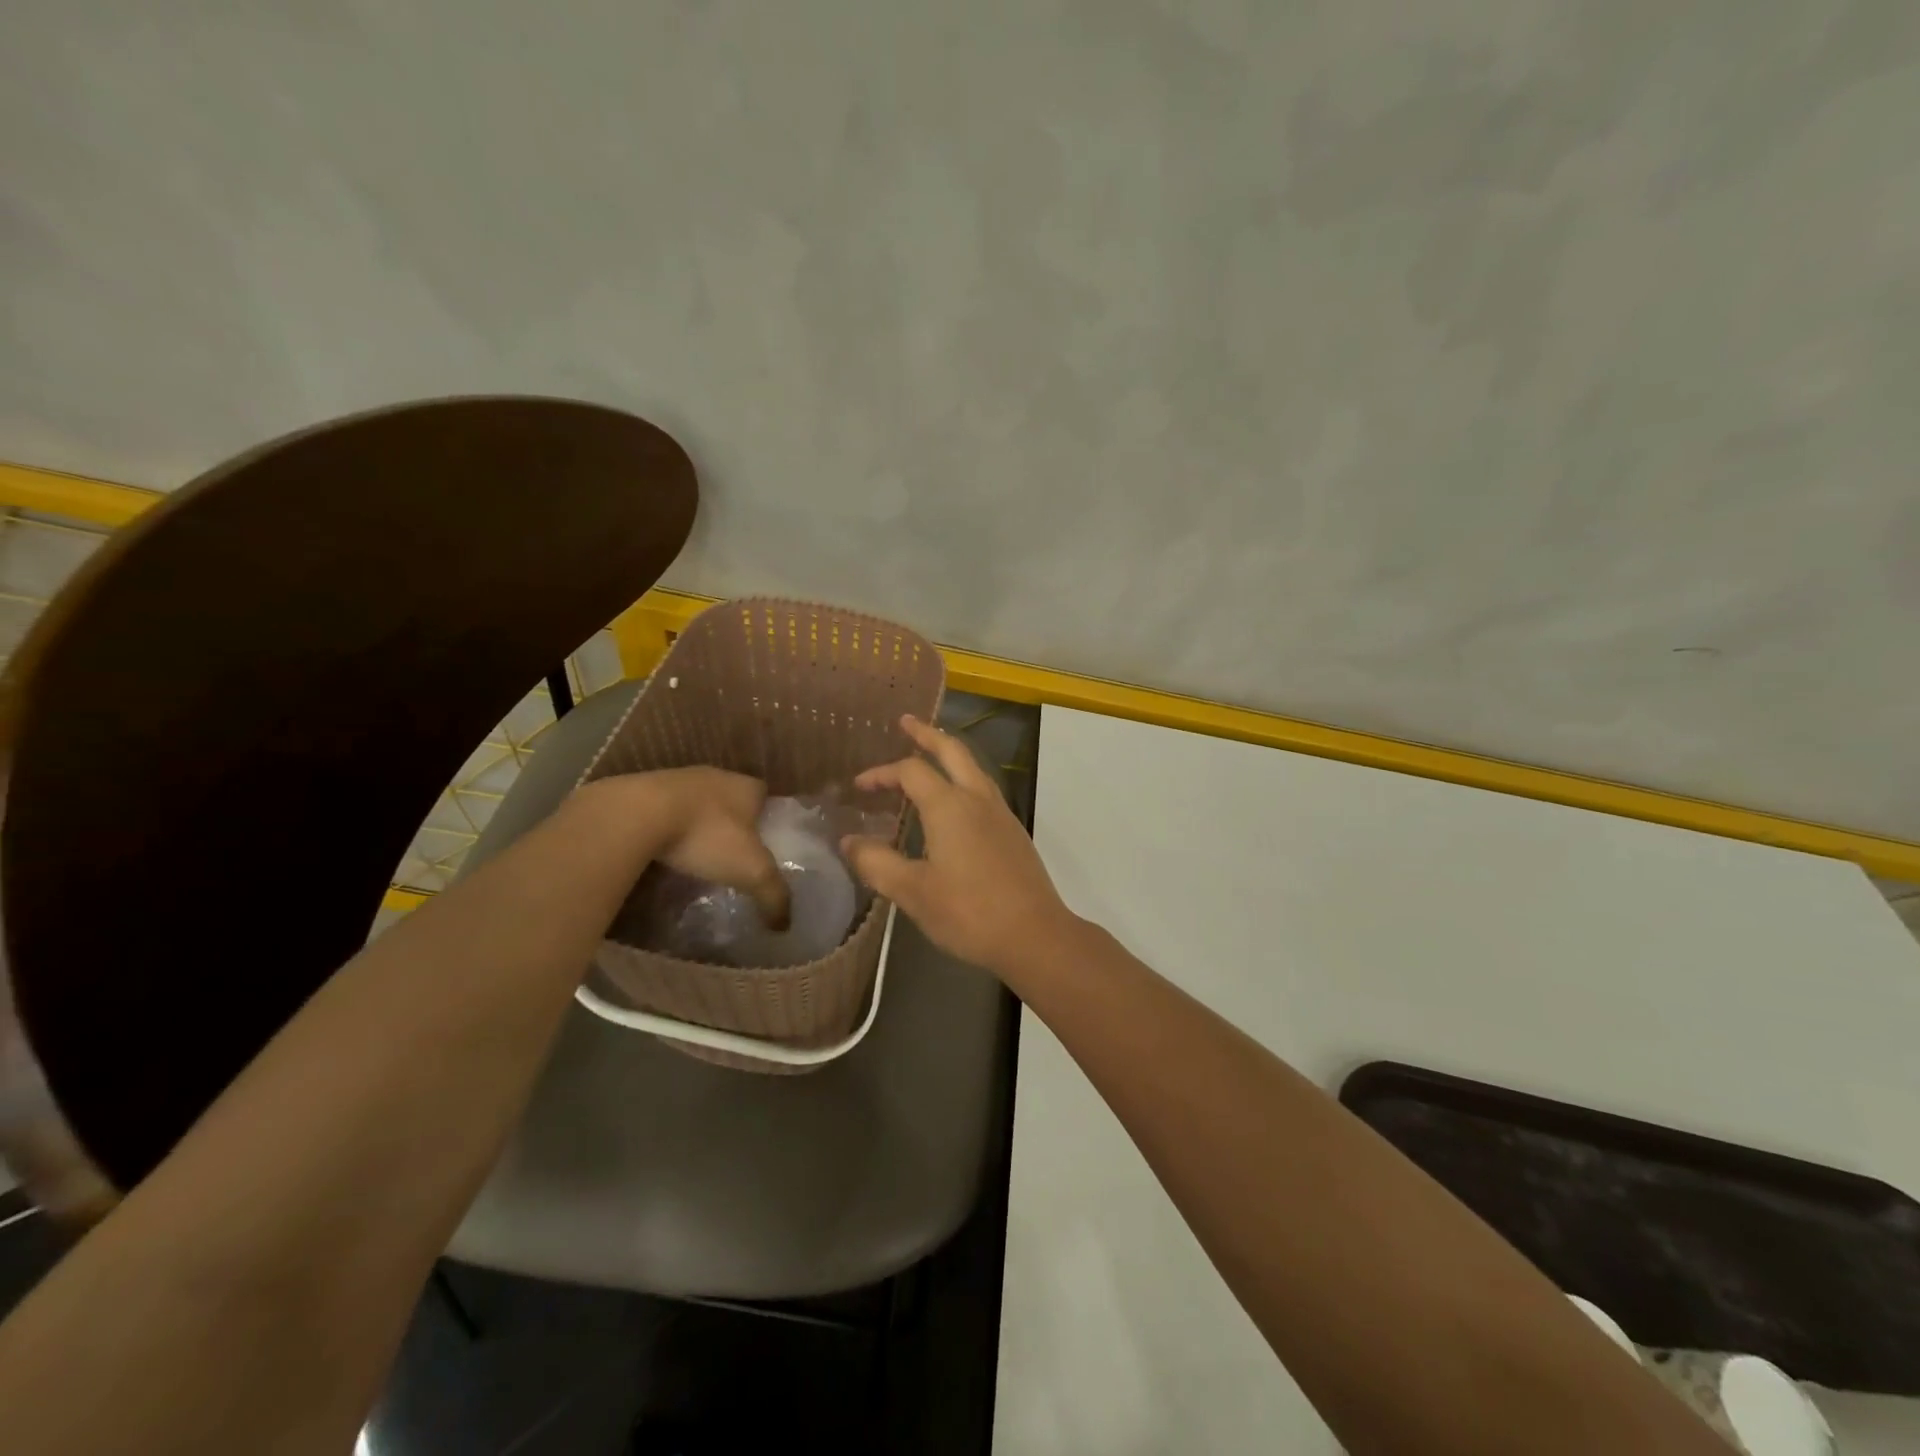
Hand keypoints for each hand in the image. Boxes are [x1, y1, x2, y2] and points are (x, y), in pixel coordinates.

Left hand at [578, 768, 790, 929]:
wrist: (637, 814)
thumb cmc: (707, 835)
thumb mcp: (750, 871)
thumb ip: (773, 894)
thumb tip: (786, 925)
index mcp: (747, 786)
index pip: (766, 797)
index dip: (767, 819)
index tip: (764, 844)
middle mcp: (716, 775)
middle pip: (731, 799)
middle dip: (733, 823)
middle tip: (732, 854)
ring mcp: (677, 779)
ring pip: (697, 803)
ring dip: (698, 823)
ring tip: (697, 855)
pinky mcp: (644, 790)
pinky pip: (665, 810)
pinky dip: (668, 827)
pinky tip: (664, 850)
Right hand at [842, 715, 1073, 975]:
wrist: (1034, 935)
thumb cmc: (968, 912)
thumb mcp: (912, 891)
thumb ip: (877, 863)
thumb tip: (848, 841)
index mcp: (949, 806)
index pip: (910, 771)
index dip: (881, 773)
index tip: (859, 786)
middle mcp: (977, 798)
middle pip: (952, 750)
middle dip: (927, 734)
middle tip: (905, 722)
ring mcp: (1000, 813)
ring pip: (973, 767)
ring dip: (948, 754)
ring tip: (929, 755)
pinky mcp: (1013, 832)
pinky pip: (983, 789)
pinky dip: (962, 779)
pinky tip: (954, 803)